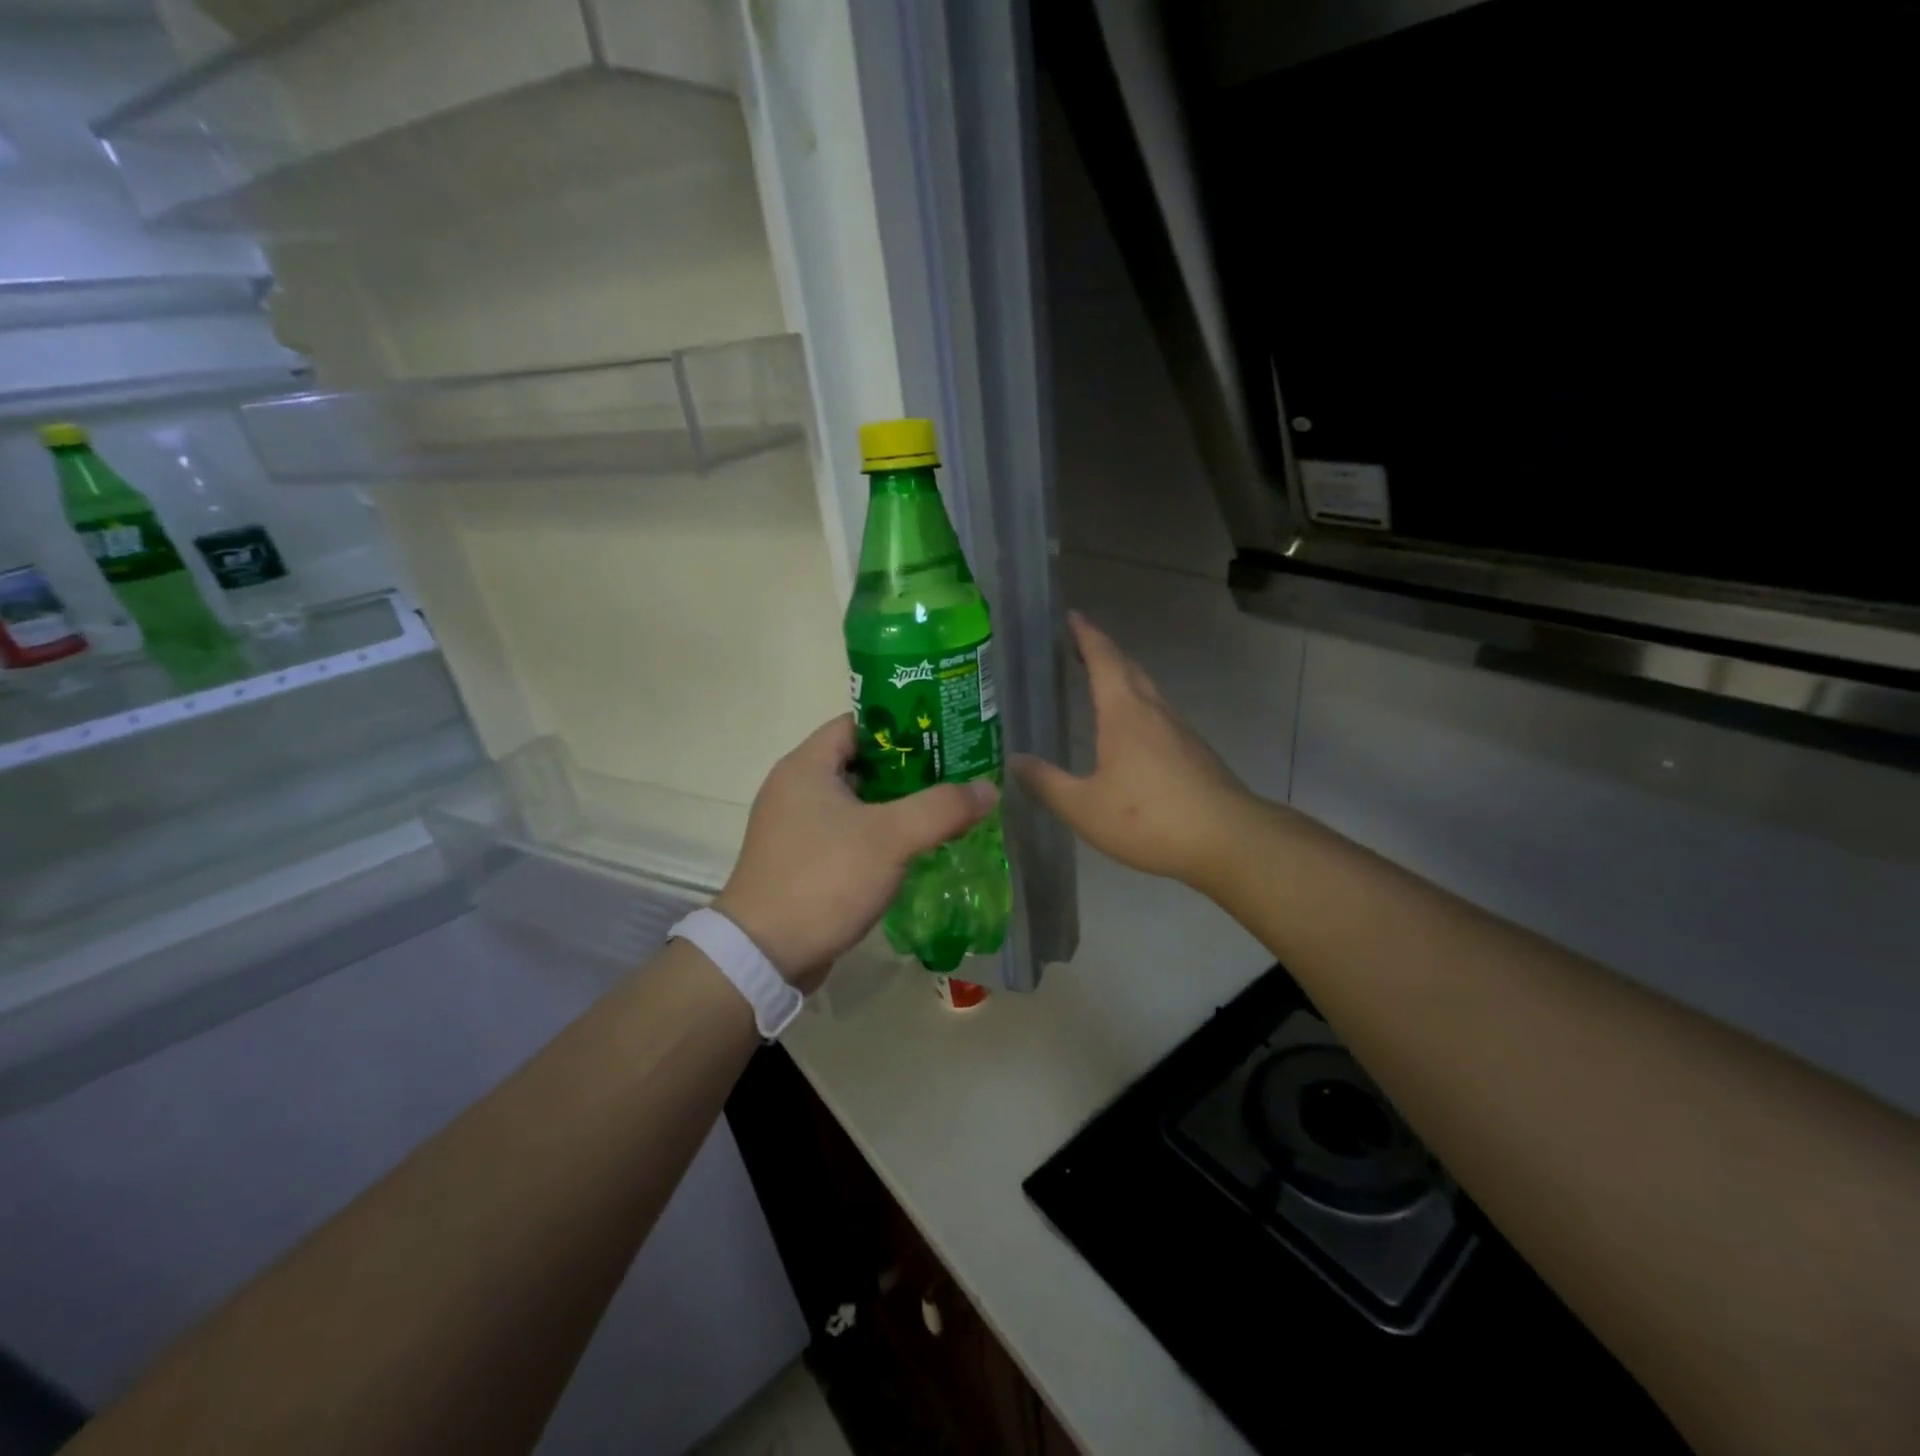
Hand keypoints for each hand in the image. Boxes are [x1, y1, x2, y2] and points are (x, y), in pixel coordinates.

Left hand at [713, 715, 997, 993]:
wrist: (764, 955)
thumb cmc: (824, 879)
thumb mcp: (890, 838)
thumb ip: (942, 808)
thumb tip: (988, 788)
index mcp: (807, 766)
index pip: (859, 723)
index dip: (902, 727)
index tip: (944, 737)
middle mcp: (796, 788)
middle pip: (862, 762)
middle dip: (909, 768)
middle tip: (955, 775)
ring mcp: (796, 826)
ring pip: (857, 801)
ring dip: (897, 805)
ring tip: (944, 809)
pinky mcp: (802, 859)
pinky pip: (849, 833)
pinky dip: (880, 834)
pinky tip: (914, 848)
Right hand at [1012, 611, 1253, 888]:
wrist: (1228, 840)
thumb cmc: (1149, 819)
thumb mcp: (1084, 808)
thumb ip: (1047, 783)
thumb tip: (1015, 760)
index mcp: (1124, 714)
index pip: (1103, 660)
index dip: (1086, 636)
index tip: (1071, 616)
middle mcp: (1154, 712)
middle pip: (1129, 668)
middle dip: (1104, 651)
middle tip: (1079, 644)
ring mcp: (1180, 731)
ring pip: (1148, 691)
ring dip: (1123, 678)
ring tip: (1100, 683)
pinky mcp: (1195, 753)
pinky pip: (1159, 716)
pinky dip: (1138, 707)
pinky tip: (1131, 733)